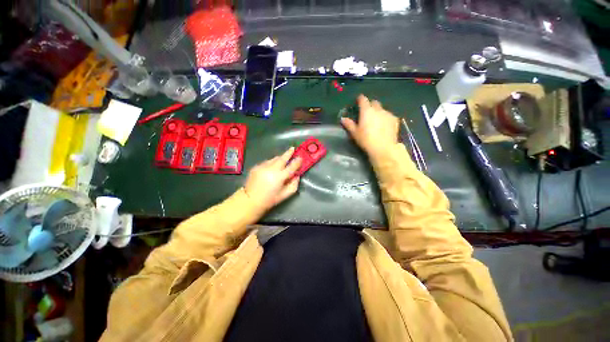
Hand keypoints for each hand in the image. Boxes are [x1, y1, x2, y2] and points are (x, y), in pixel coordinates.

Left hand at [244, 147, 301, 210]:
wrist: (251, 200)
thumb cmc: (270, 199)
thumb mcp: (285, 195)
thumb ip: (293, 184)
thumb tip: (297, 176)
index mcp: (280, 177)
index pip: (292, 166)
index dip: (297, 161)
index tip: (300, 158)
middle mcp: (271, 169)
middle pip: (282, 158)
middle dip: (288, 153)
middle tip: (293, 148)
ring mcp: (263, 166)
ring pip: (274, 159)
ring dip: (279, 158)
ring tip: (283, 159)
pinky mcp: (256, 166)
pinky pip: (267, 162)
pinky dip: (271, 163)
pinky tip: (271, 168)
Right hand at [341, 95, 399, 160]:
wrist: (383, 148)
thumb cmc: (366, 140)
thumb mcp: (355, 133)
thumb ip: (349, 124)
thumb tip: (342, 119)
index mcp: (366, 111)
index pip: (363, 99)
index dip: (360, 99)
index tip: (358, 102)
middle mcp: (378, 109)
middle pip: (374, 102)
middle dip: (370, 105)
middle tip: (367, 113)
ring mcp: (388, 113)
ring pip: (382, 109)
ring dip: (378, 112)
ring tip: (376, 121)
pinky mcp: (395, 119)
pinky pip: (389, 115)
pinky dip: (385, 118)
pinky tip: (384, 126)